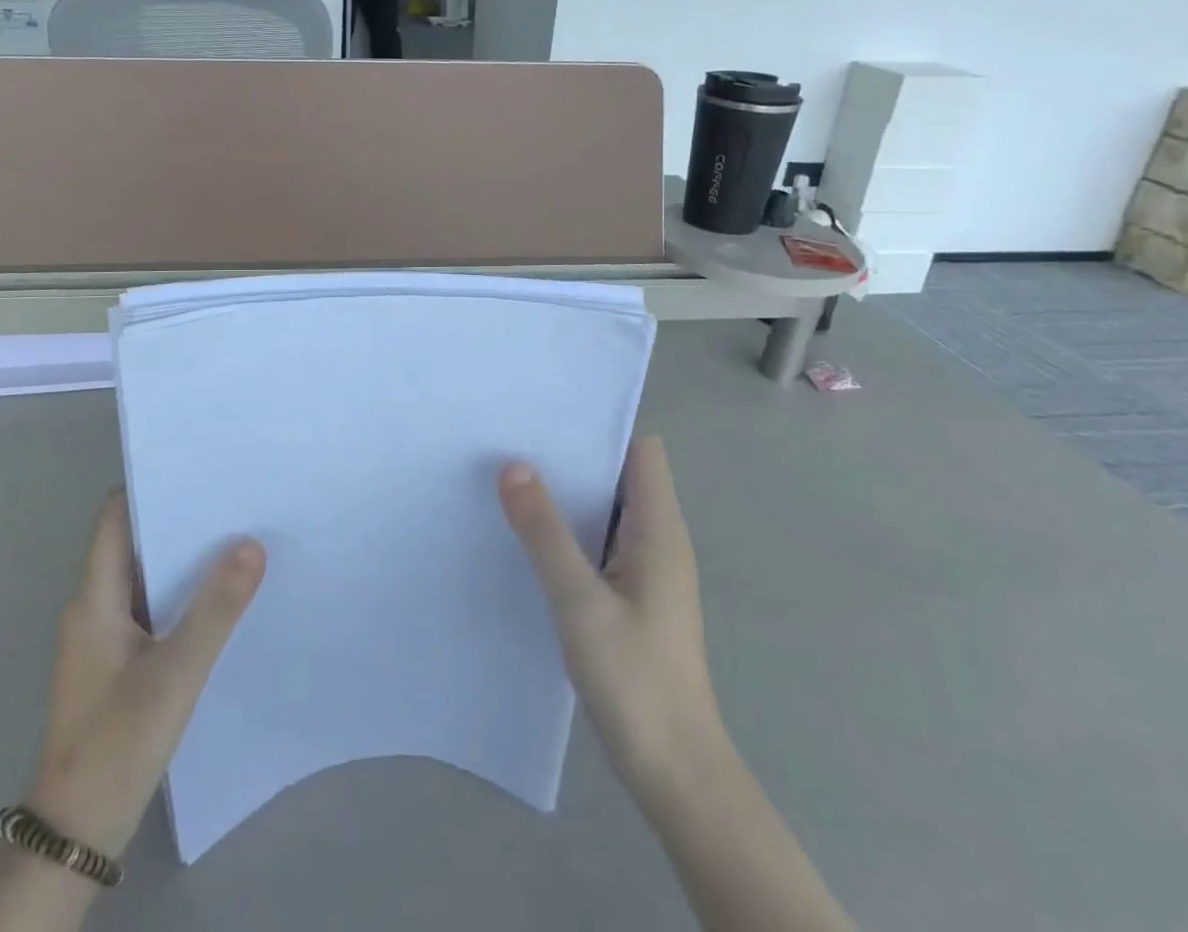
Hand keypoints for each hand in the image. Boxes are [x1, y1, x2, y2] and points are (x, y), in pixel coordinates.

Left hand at [26, 492, 265, 858]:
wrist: (77, 833)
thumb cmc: (118, 742)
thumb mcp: (176, 673)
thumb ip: (216, 609)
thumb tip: (251, 545)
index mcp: (94, 598)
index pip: (116, 518)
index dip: (151, 487)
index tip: (197, 468)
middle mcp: (93, 607)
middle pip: (134, 543)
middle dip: (179, 521)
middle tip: (232, 500)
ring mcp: (102, 638)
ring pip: (144, 579)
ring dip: (182, 561)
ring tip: (235, 539)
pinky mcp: (116, 663)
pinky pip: (149, 610)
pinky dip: (179, 596)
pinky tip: (217, 600)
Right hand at [499, 434, 718, 778]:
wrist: (675, 773)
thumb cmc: (635, 680)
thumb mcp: (579, 601)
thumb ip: (545, 532)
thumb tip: (514, 465)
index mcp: (659, 531)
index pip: (641, 451)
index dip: (602, 426)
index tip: (550, 413)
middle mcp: (658, 541)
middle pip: (620, 475)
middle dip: (573, 456)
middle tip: (515, 438)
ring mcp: (646, 572)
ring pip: (606, 511)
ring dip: (567, 495)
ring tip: (511, 476)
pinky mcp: (632, 598)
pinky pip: (599, 543)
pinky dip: (569, 530)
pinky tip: (528, 536)